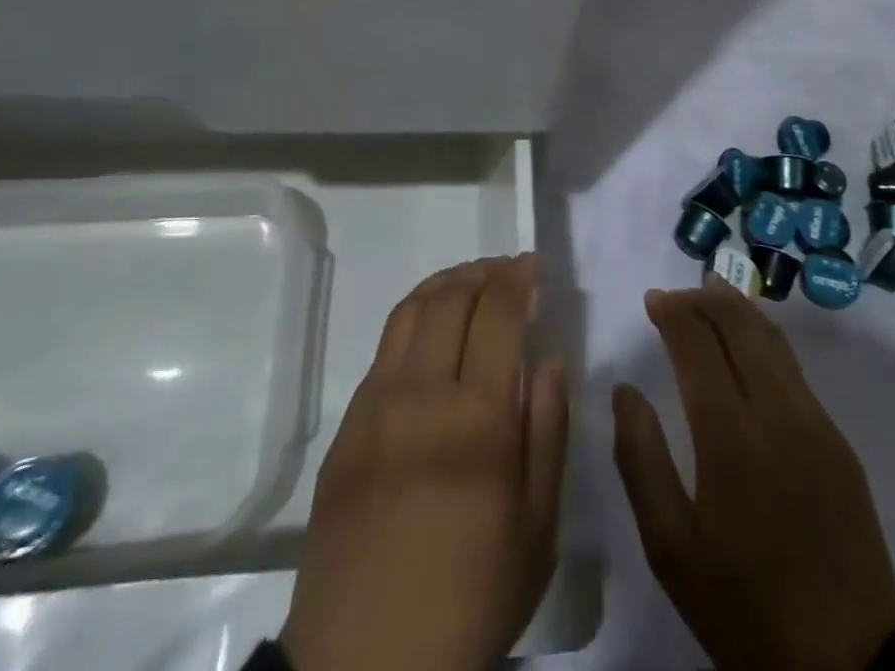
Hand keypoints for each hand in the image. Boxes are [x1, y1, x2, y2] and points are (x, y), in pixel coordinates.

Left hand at [281, 255, 567, 670]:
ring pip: (410, 312)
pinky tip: (430, 333)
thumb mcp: (538, 529)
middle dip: (484, 270)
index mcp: (478, 418)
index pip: (499, 313)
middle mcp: (422, 394)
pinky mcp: (346, 428)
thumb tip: (548, 359)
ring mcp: (375, 407)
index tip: (534, 264)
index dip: (518, 277)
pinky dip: (414, 319)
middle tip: (507, 269)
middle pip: (451, 297)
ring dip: (445, 283)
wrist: (365, 669)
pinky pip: (383, 349)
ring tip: (469, 283)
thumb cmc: (471, 601)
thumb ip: (548, 432)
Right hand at [612, 278, 894, 670]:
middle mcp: (776, 411)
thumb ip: (641, 460)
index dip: (673, 312)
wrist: (849, 667)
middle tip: (676, 293)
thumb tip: (624, 390)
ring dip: (739, 308)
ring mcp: (815, 421)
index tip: (652, 300)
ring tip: (712, 293)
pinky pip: (794, 368)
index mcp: (729, 435)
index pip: (698, 344)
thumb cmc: (744, 609)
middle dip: (705, 298)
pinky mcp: (838, 439)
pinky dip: (765, 338)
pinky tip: (750, 344)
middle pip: (740, 325)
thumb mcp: (671, 550)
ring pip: (773, 339)